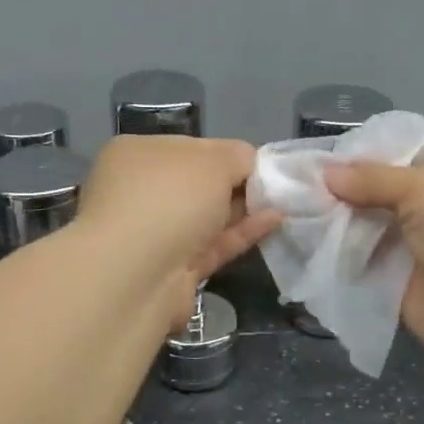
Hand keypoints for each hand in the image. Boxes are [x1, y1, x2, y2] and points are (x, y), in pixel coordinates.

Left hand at [76, 135, 280, 327]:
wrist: (137, 275)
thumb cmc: (170, 198)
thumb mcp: (213, 161)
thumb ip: (238, 156)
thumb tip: (249, 163)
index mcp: (137, 155)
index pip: (190, 148)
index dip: (226, 154)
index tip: (261, 163)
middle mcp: (140, 192)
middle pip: (198, 184)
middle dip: (237, 184)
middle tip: (280, 185)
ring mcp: (153, 234)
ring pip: (206, 218)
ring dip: (244, 210)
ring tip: (287, 203)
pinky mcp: (172, 270)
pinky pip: (213, 245)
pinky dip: (242, 234)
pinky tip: (275, 222)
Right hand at [323, 155, 423, 368]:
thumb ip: (374, 179)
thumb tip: (326, 172)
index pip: (412, 156)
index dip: (372, 155)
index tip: (329, 158)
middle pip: (387, 193)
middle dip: (350, 190)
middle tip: (303, 185)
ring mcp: (423, 249)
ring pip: (374, 228)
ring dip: (341, 223)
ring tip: (297, 211)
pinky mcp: (402, 284)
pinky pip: (366, 263)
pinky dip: (341, 256)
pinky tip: (308, 244)